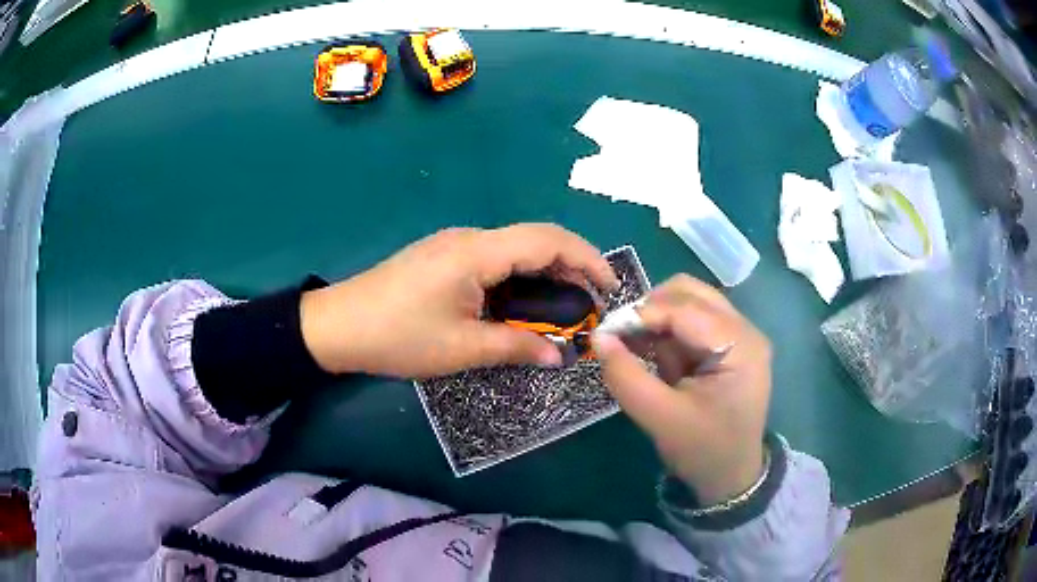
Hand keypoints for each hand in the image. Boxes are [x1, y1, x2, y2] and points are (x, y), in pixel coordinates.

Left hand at [299, 224, 617, 377]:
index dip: (587, 258)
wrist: (337, 325)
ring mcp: (454, 246)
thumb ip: (516, 347)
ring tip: (563, 310)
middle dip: (571, 267)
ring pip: (515, 250)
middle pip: (535, 240)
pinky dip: (519, 279)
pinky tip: (522, 306)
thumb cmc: (397, 337)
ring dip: (544, 275)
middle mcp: (470, 239)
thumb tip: (559, 357)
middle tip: (590, 306)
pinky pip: (494, 260)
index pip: (548, 240)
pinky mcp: (443, 258)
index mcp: (477, 252)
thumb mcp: (461, 348)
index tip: (610, 288)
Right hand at [593, 275, 771, 505]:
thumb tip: (597, 337)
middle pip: (689, 293)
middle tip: (621, 337)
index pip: (685, 310)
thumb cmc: (703, 450)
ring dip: (657, 321)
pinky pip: (689, 321)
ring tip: (638, 352)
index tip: (604, 331)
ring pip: (687, 302)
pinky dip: (665, 333)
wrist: (731, 476)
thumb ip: (626, 377)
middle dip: (650, 310)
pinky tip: (654, 357)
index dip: (641, 314)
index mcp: (740, 346)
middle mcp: (744, 330)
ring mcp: (737, 335)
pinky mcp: (726, 344)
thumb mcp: (660, 418)